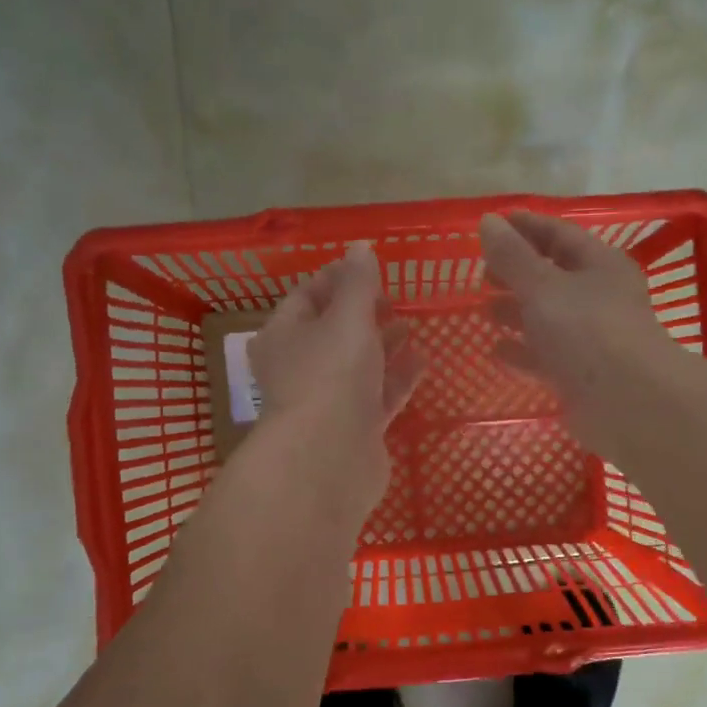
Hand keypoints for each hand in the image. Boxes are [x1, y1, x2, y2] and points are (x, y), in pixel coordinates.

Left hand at [247, 242, 423, 512]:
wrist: (330, 459)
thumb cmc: (331, 375)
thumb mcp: (347, 318)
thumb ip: (358, 283)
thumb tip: (360, 247)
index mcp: (284, 336)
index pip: (305, 296)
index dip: (335, 278)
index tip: (369, 268)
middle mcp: (301, 367)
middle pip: (332, 332)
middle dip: (362, 312)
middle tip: (393, 297)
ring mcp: (329, 400)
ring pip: (357, 364)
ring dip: (382, 343)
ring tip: (411, 324)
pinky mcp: (355, 428)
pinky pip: (378, 394)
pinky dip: (397, 377)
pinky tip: (422, 359)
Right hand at [480, 211, 687, 460]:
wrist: (627, 403)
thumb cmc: (587, 330)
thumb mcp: (543, 286)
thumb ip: (512, 256)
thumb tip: (488, 221)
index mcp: (600, 265)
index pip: (559, 235)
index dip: (526, 227)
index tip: (492, 224)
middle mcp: (599, 299)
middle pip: (553, 277)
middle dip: (517, 273)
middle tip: (482, 274)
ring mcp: (591, 340)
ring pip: (548, 319)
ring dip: (518, 313)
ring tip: (485, 311)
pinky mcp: (581, 376)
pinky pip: (546, 357)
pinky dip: (522, 352)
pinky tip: (496, 351)